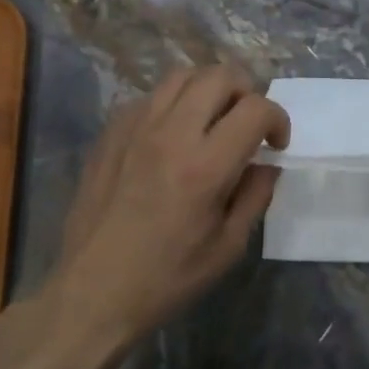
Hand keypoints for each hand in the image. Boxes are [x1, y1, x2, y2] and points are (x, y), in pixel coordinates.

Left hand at [41, 65, 289, 351]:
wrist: (91, 293)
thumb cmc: (167, 278)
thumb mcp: (228, 247)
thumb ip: (255, 195)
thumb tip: (266, 163)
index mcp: (205, 167)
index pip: (255, 109)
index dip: (277, 119)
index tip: (275, 144)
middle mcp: (170, 135)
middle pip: (219, 75)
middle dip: (247, 91)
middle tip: (247, 123)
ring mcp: (135, 129)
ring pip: (182, 75)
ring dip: (209, 89)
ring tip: (212, 119)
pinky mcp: (110, 133)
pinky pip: (150, 96)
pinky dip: (173, 103)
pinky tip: (173, 134)